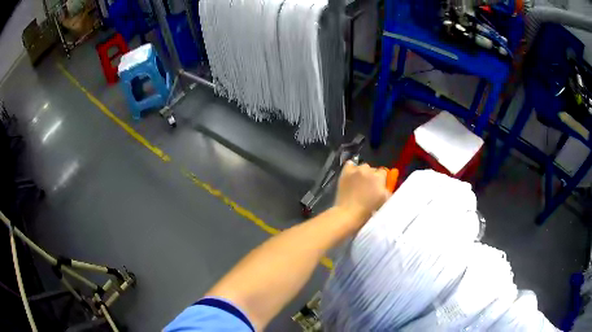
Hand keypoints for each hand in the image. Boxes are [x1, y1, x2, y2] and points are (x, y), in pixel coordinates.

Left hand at [334, 161, 390, 229]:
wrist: (349, 212)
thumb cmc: (368, 209)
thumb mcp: (384, 200)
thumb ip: (387, 190)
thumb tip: (386, 185)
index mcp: (379, 177)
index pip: (383, 172)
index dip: (381, 179)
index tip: (379, 185)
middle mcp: (368, 170)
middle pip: (372, 169)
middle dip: (372, 176)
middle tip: (368, 186)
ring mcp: (355, 170)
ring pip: (362, 167)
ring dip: (362, 172)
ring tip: (359, 182)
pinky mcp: (345, 172)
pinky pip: (349, 164)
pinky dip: (351, 168)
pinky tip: (351, 175)